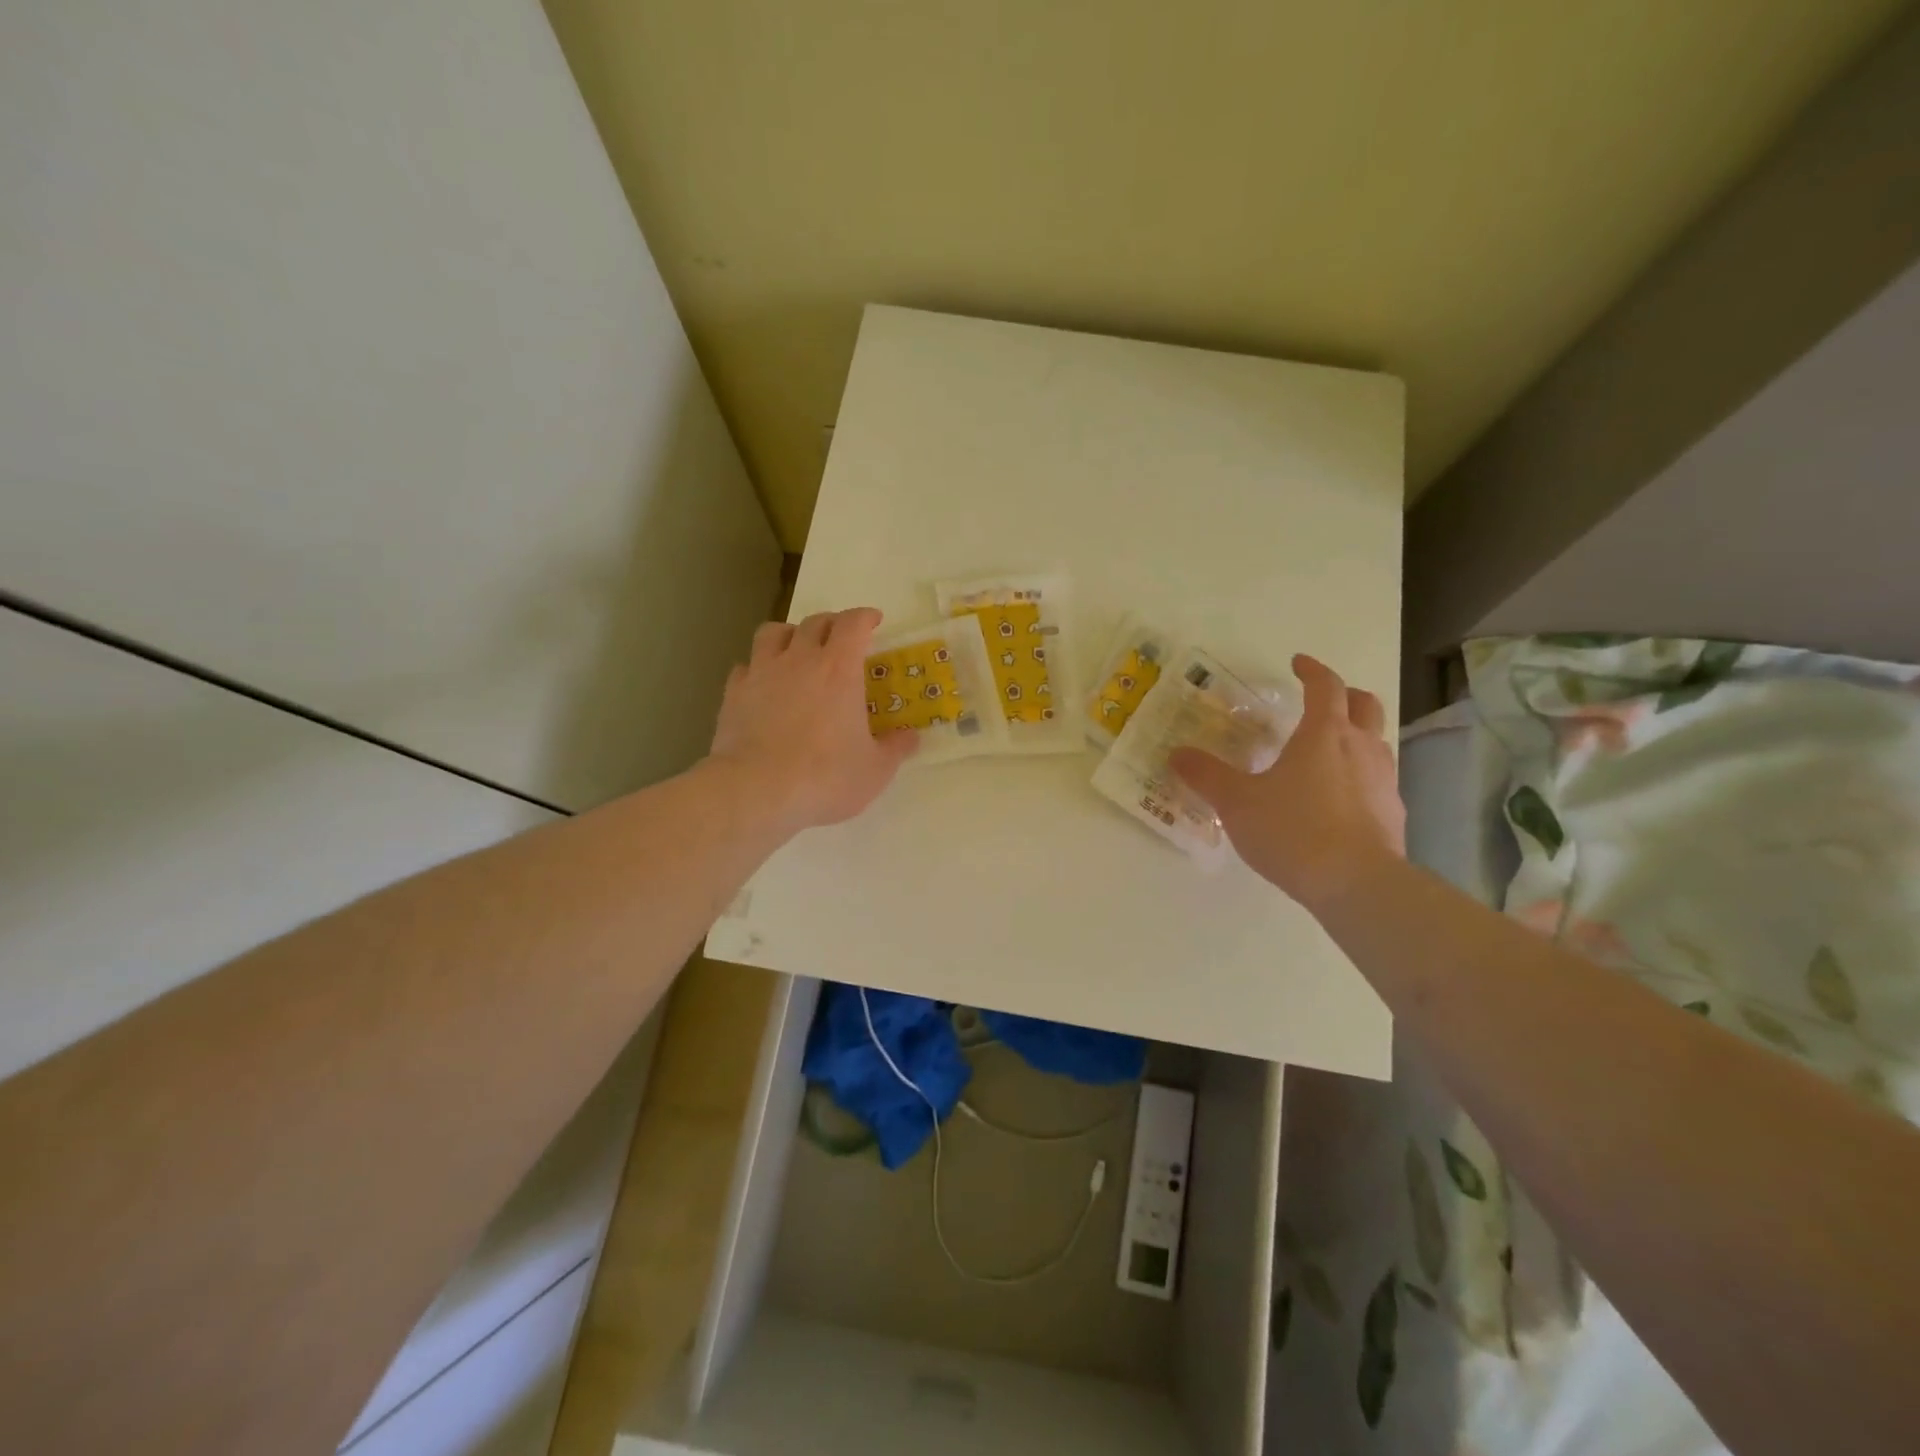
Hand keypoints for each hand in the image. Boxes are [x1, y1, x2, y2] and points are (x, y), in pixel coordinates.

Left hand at [707, 607, 917, 833]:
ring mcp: (762, 673)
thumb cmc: (825, 777)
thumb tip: (911, 737)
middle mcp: (799, 660)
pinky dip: (758, 669)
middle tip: (841, 638)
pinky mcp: (733, 694)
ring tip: (797, 649)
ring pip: (773, 633)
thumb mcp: (875, 770)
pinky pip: (746, 667)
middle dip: (832, 623)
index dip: (865, 617)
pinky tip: (763, 685)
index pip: (853, 624)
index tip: (873, 621)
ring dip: (790, 634)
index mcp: (839, 669)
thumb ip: (895, 748)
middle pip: (815, 622)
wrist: (756, 791)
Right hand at [1169, 654, 1404, 910]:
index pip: (1325, 686)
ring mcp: (1384, 781)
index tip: (1298, 663)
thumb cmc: (1293, 830)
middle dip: (1345, 695)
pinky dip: (1359, 775)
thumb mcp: (1237, 802)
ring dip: (1355, 735)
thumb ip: (1206, 776)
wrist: (1357, 884)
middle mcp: (1360, 747)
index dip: (1312, 670)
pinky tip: (1338, 799)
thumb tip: (1177, 754)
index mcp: (1324, 733)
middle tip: (1322, 700)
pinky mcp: (1393, 813)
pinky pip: (1377, 780)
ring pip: (1375, 742)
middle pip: (1364, 705)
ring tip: (1326, 751)